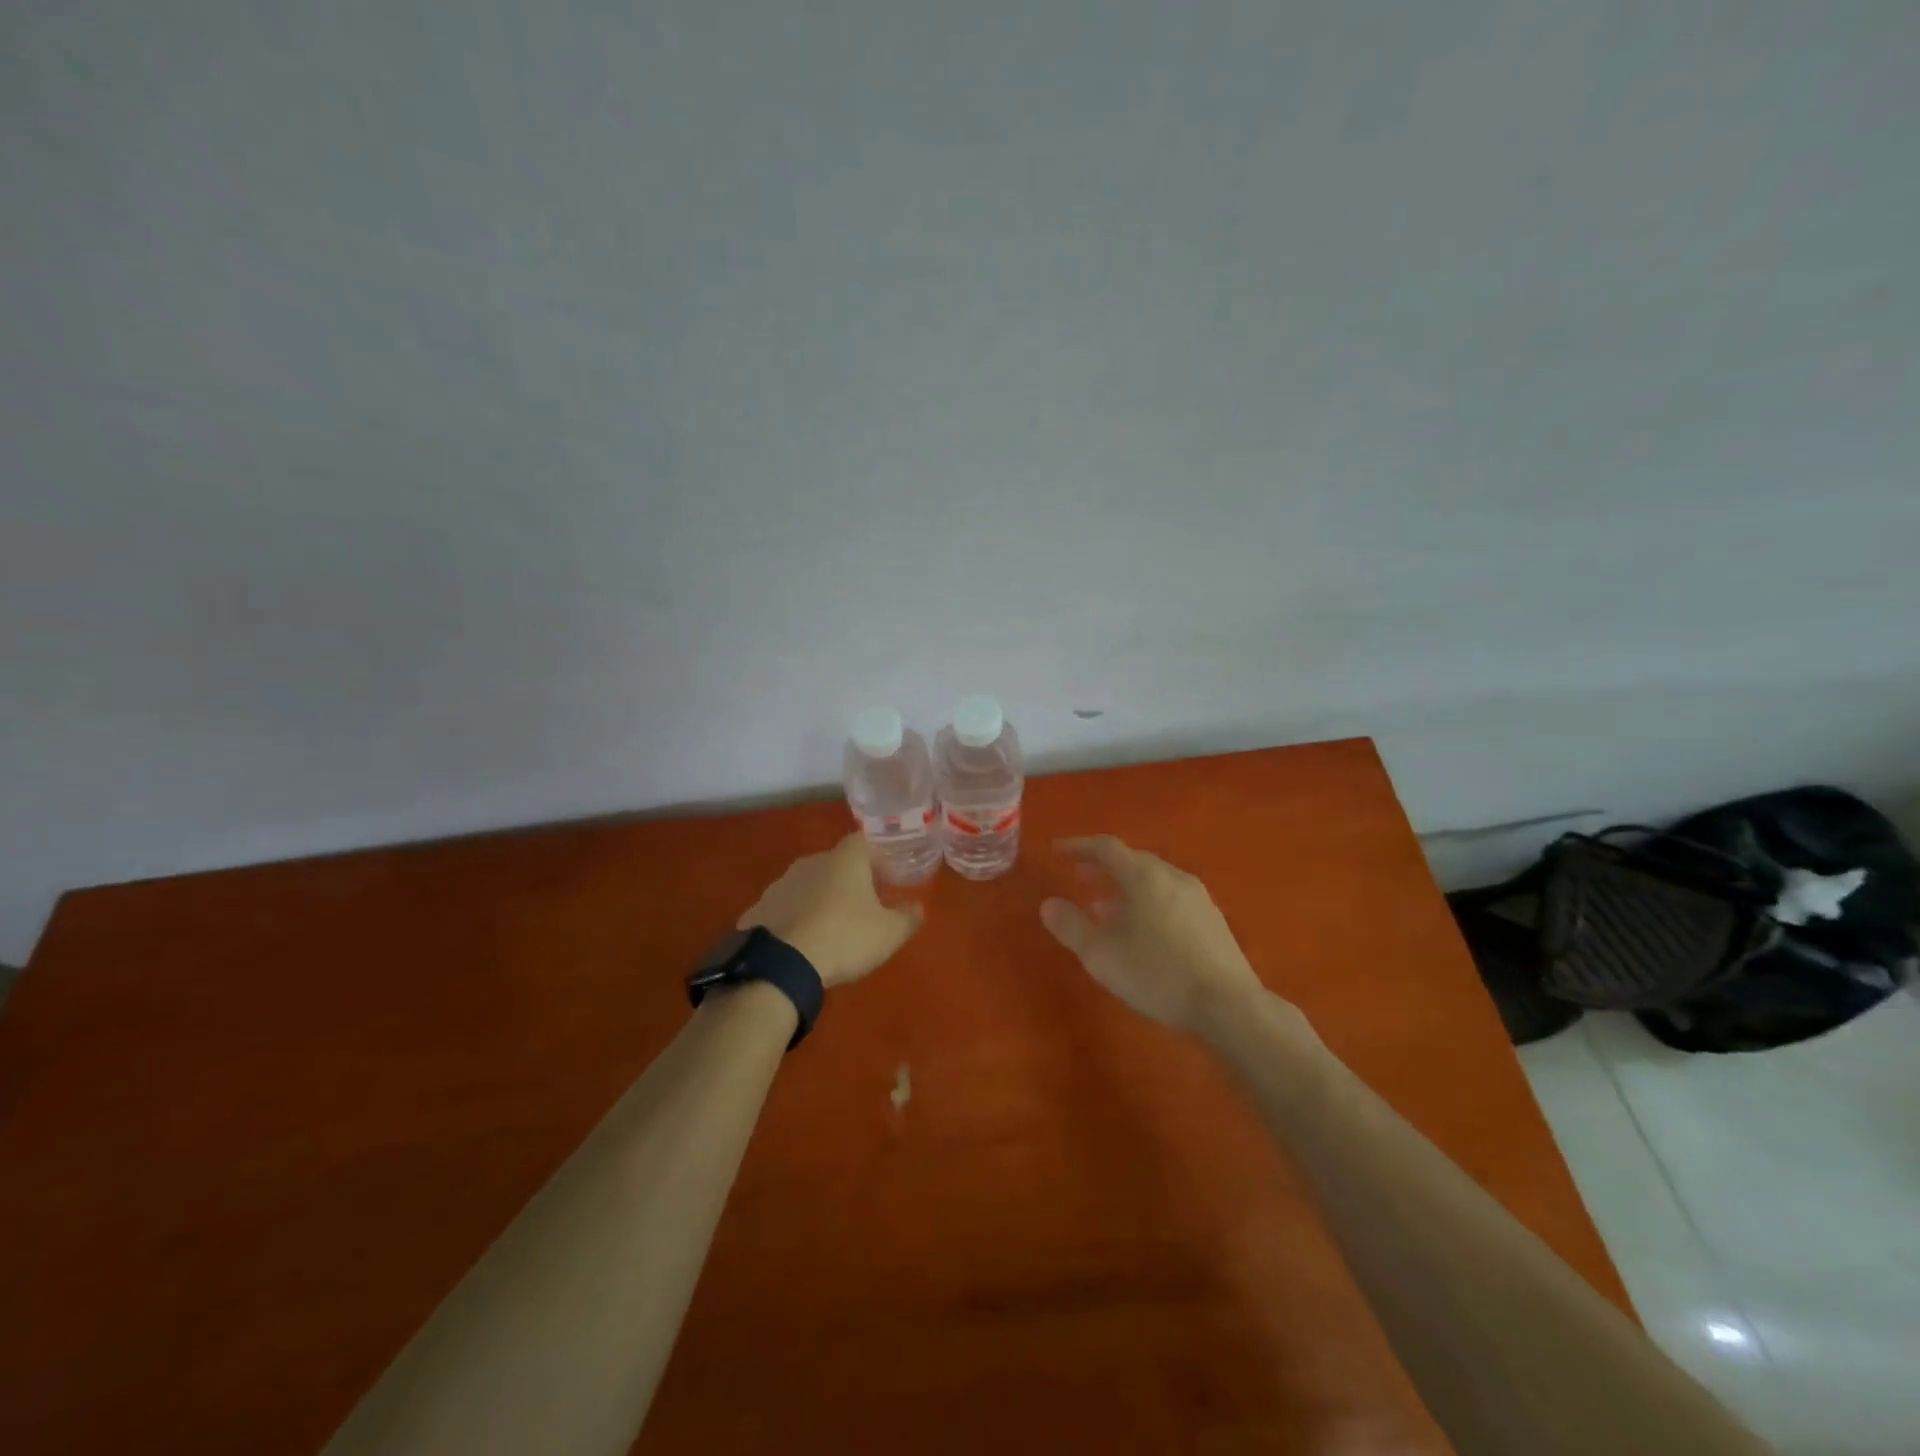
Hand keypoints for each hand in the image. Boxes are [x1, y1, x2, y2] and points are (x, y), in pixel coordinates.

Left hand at [737, 833, 923, 988]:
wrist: (780, 964)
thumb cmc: (844, 938)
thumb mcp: (889, 933)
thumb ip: (908, 917)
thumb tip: (916, 907)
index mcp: (844, 860)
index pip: (864, 843)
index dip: (878, 859)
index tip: (888, 881)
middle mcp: (810, 862)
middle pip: (835, 863)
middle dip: (850, 881)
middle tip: (863, 905)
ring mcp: (780, 885)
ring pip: (808, 885)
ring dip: (821, 899)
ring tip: (831, 927)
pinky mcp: (758, 909)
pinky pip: (785, 908)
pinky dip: (796, 918)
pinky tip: (802, 943)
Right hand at [1039, 836, 1265, 1032]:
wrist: (1229, 1005)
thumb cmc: (1158, 975)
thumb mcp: (1102, 955)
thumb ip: (1072, 927)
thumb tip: (1048, 904)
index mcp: (1144, 877)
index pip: (1106, 848)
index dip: (1079, 846)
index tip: (1058, 850)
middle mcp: (1172, 877)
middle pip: (1132, 861)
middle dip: (1103, 867)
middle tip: (1080, 877)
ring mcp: (1197, 897)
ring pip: (1153, 880)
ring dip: (1125, 887)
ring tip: (1105, 908)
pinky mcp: (1212, 919)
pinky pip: (1170, 897)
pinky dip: (1147, 901)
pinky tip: (1142, 930)